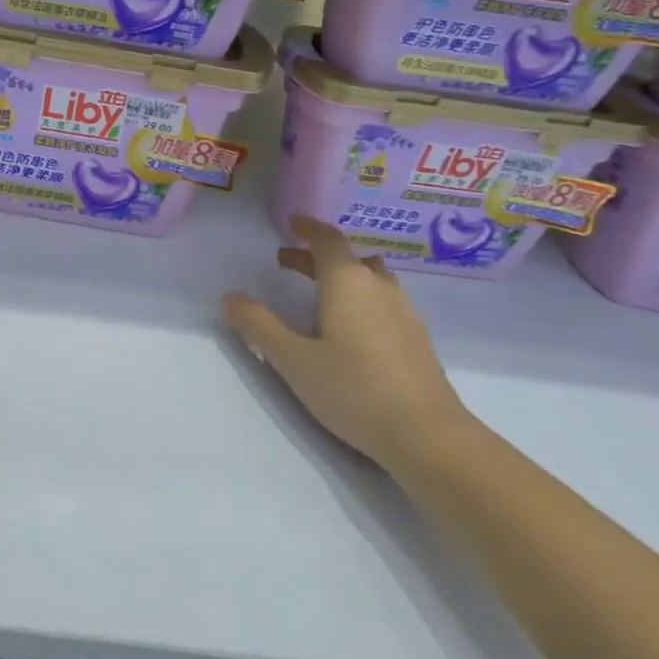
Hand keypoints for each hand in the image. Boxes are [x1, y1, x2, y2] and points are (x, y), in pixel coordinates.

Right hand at [223, 216, 470, 469]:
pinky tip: (349, 328)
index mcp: (348, 282)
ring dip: (340, 277)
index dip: (307, 228)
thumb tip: (231, 297)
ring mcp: (404, 312)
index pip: (327, 240)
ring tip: (316, 294)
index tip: (291, 223)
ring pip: (369, 279)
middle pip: (348, 258)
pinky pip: (382, 301)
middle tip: (287, 262)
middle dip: (316, 256)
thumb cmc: (353, 389)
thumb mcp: (293, 359)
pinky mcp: (416, 338)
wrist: (427, 435)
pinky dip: (359, 299)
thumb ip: (259, 325)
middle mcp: (379, 287)